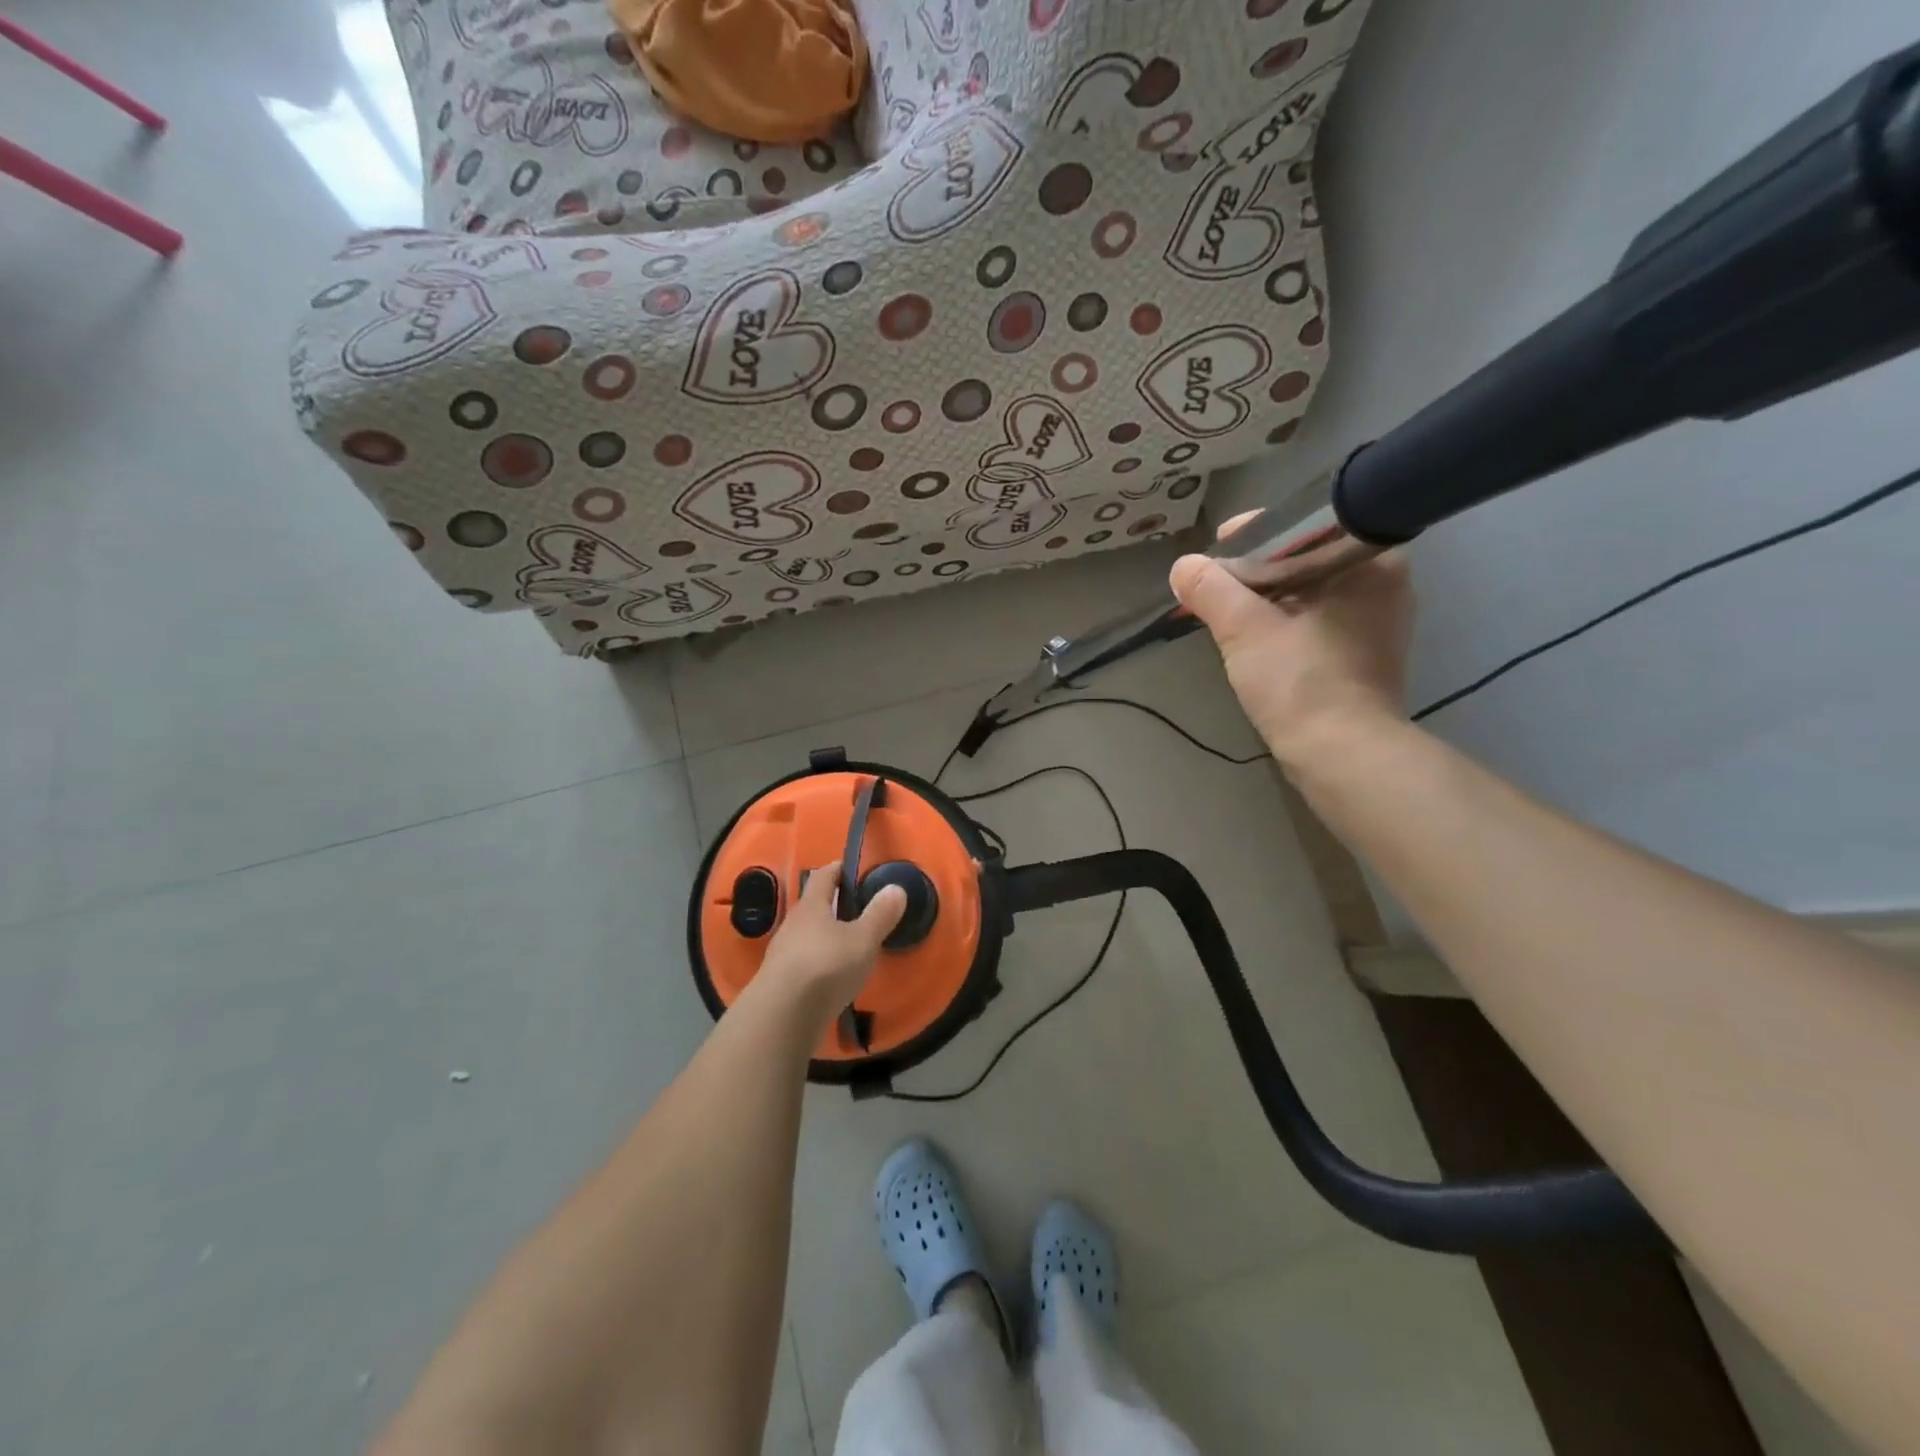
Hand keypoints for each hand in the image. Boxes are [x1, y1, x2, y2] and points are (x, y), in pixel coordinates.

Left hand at [755, 865, 905, 1022]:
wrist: (782, 1017)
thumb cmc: (826, 967)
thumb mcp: (863, 940)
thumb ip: (880, 915)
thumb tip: (896, 888)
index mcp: (812, 905)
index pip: (824, 875)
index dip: (840, 869)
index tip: (857, 870)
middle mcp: (793, 924)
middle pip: (814, 906)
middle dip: (835, 905)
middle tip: (861, 910)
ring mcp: (783, 954)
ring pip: (808, 936)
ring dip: (827, 937)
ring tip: (851, 946)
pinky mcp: (780, 982)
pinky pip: (804, 963)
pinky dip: (820, 963)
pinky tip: (834, 977)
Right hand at [1169, 532, 1412, 770]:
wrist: (1342, 755)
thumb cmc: (1301, 682)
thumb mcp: (1245, 629)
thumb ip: (1210, 589)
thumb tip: (1183, 566)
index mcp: (1369, 560)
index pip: (1304, 526)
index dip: (1253, 534)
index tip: (1216, 549)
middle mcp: (1384, 583)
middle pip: (1304, 560)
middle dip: (1255, 572)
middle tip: (1214, 584)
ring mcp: (1378, 622)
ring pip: (1309, 593)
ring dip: (1267, 600)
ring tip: (1225, 611)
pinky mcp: (1366, 655)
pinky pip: (1316, 622)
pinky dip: (1284, 624)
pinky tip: (1254, 639)